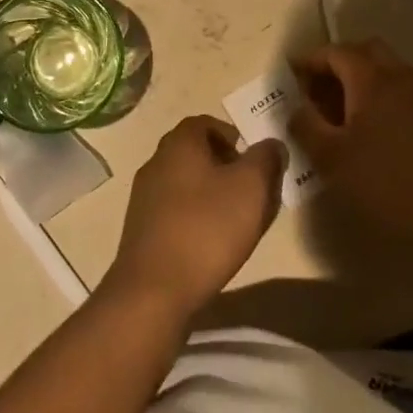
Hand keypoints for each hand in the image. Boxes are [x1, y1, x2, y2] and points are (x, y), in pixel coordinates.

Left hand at [104, 117, 287, 319]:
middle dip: (224, 166)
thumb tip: (271, 144)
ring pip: (184, 182)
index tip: (253, 160)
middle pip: (194, 152)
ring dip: (209, 193)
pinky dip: (193, 216)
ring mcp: (143, 195)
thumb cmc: (207, 228)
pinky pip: (173, 209)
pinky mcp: (140, 228)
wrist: (154, 289)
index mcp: (179, 143)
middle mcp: (156, 160)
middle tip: (250, 191)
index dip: (232, 136)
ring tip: (235, 220)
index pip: (205, 123)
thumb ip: (266, 159)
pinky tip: (209, 243)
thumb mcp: (251, 188)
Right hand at [290, 40, 412, 264]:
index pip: (334, 52)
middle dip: (336, 64)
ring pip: (384, 68)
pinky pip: (400, 88)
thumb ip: (305, 125)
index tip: (290, 78)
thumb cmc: (386, 184)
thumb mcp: (331, 159)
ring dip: (358, 79)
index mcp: (372, 79)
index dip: (309, 61)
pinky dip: (378, 94)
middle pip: (363, 51)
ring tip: (337, 113)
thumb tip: (295, 107)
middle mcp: (400, 75)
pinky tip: (367, 129)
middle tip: (316, 90)